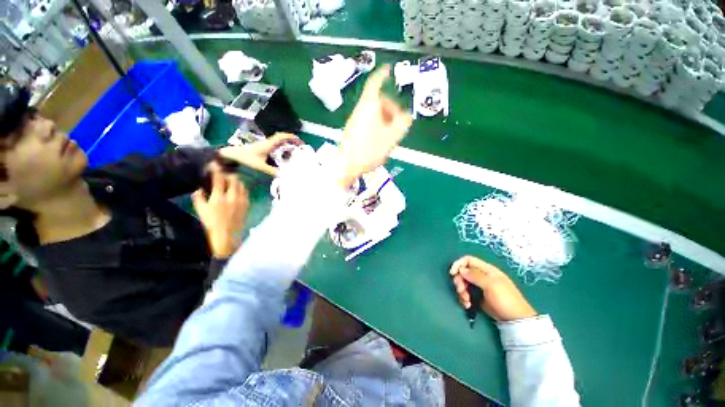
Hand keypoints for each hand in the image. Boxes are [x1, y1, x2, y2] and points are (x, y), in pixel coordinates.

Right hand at [192, 167, 248, 257]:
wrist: (227, 234)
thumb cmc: (211, 223)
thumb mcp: (200, 210)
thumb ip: (198, 197)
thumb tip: (199, 188)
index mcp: (219, 197)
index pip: (219, 179)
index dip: (216, 170)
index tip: (214, 165)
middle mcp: (232, 197)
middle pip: (234, 180)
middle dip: (228, 174)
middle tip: (224, 172)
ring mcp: (242, 200)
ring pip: (241, 185)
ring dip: (236, 180)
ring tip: (231, 179)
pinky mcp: (247, 204)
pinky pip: (246, 192)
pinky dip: (242, 188)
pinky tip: (238, 189)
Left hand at [219, 132, 301, 176]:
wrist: (230, 155)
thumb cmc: (245, 158)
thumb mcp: (259, 166)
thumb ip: (272, 171)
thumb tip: (284, 175)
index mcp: (268, 145)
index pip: (281, 137)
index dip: (291, 137)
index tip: (299, 140)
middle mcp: (267, 143)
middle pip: (281, 138)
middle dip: (290, 140)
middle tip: (299, 146)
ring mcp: (264, 145)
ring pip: (277, 142)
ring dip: (285, 144)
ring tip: (293, 150)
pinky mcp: (261, 148)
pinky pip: (274, 146)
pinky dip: (280, 148)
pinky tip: (282, 154)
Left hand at [337, 65, 412, 186]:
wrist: (347, 165)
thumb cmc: (369, 149)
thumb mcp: (391, 137)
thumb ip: (402, 124)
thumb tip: (407, 116)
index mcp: (369, 105)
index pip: (375, 83)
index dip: (383, 74)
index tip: (389, 69)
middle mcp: (360, 110)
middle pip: (377, 101)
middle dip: (391, 108)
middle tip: (399, 123)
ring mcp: (355, 121)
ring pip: (374, 114)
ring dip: (385, 120)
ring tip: (392, 135)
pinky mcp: (353, 131)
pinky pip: (368, 123)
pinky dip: (378, 127)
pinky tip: (382, 141)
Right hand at [450, 255, 537, 321]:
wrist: (515, 320)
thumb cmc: (505, 299)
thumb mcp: (491, 285)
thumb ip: (475, 275)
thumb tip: (461, 270)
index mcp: (486, 269)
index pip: (468, 260)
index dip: (458, 264)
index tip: (452, 274)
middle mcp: (481, 276)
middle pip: (463, 272)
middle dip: (459, 281)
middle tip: (462, 291)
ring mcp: (479, 286)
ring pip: (463, 283)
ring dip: (461, 291)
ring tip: (466, 301)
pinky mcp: (478, 296)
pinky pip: (466, 293)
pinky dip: (464, 298)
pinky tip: (467, 305)